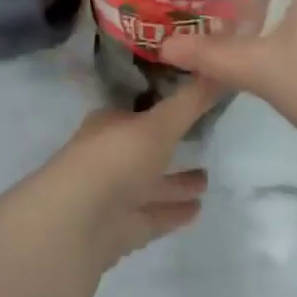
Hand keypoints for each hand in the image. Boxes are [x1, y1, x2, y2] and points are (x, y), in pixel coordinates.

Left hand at [40, 81, 215, 268]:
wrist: (75, 224)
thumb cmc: (115, 159)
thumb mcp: (159, 124)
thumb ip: (191, 101)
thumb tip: (222, 67)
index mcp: (110, 125)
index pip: (139, 111)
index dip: (164, 106)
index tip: (191, 102)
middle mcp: (109, 156)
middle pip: (145, 149)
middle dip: (171, 147)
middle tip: (204, 142)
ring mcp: (112, 195)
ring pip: (149, 185)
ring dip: (175, 183)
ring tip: (207, 180)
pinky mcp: (118, 230)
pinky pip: (151, 216)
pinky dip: (171, 212)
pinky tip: (197, 210)